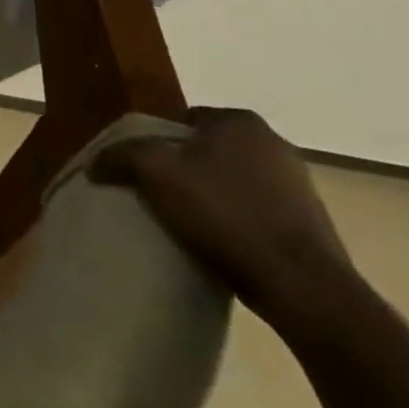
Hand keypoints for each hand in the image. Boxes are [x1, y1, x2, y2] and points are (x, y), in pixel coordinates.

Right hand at [92, 108, 359, 332]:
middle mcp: (275, 144)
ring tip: (186, 222)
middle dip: (184, 168)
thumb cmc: (224, 213)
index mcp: (240, 122)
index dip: (157, 141)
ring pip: (233, 181)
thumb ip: (119, 156)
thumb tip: (96, 163)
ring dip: (211, 196)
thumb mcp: (153, 172)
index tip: (143, 169)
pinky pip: (256, 211)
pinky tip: (219, 242)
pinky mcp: (311, 225)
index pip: (183, 119)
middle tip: (158, 193)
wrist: (302, 288)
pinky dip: (236, 221)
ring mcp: (300, 186)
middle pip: (208, 150)